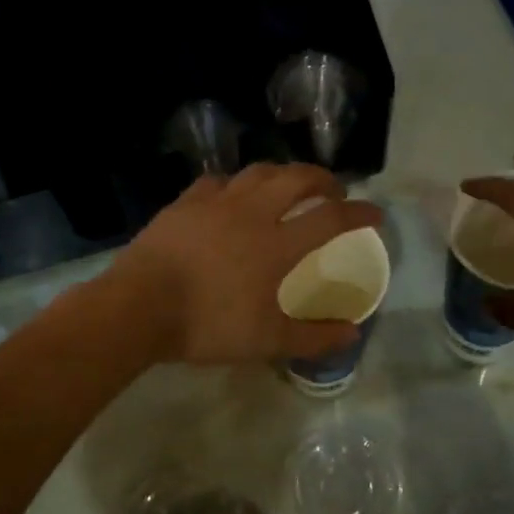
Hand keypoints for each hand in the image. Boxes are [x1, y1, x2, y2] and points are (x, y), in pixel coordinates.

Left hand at [113, 165, 385, 364]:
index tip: (375, 214)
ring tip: (288, 186)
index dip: (359, 214)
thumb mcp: (266, 341)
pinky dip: (236, 185)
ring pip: (257, 172)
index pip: (330, 219)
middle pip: (296, 179)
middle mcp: (252, 212)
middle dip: (322, 179)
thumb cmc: (207, 324)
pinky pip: (217, 182)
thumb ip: (312, 337)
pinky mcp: (184, 204)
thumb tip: (351, 333)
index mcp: (277, 244)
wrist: (139, 307)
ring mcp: (215, 203)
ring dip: (282, 174)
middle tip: (333, 191)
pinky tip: (231, 196)